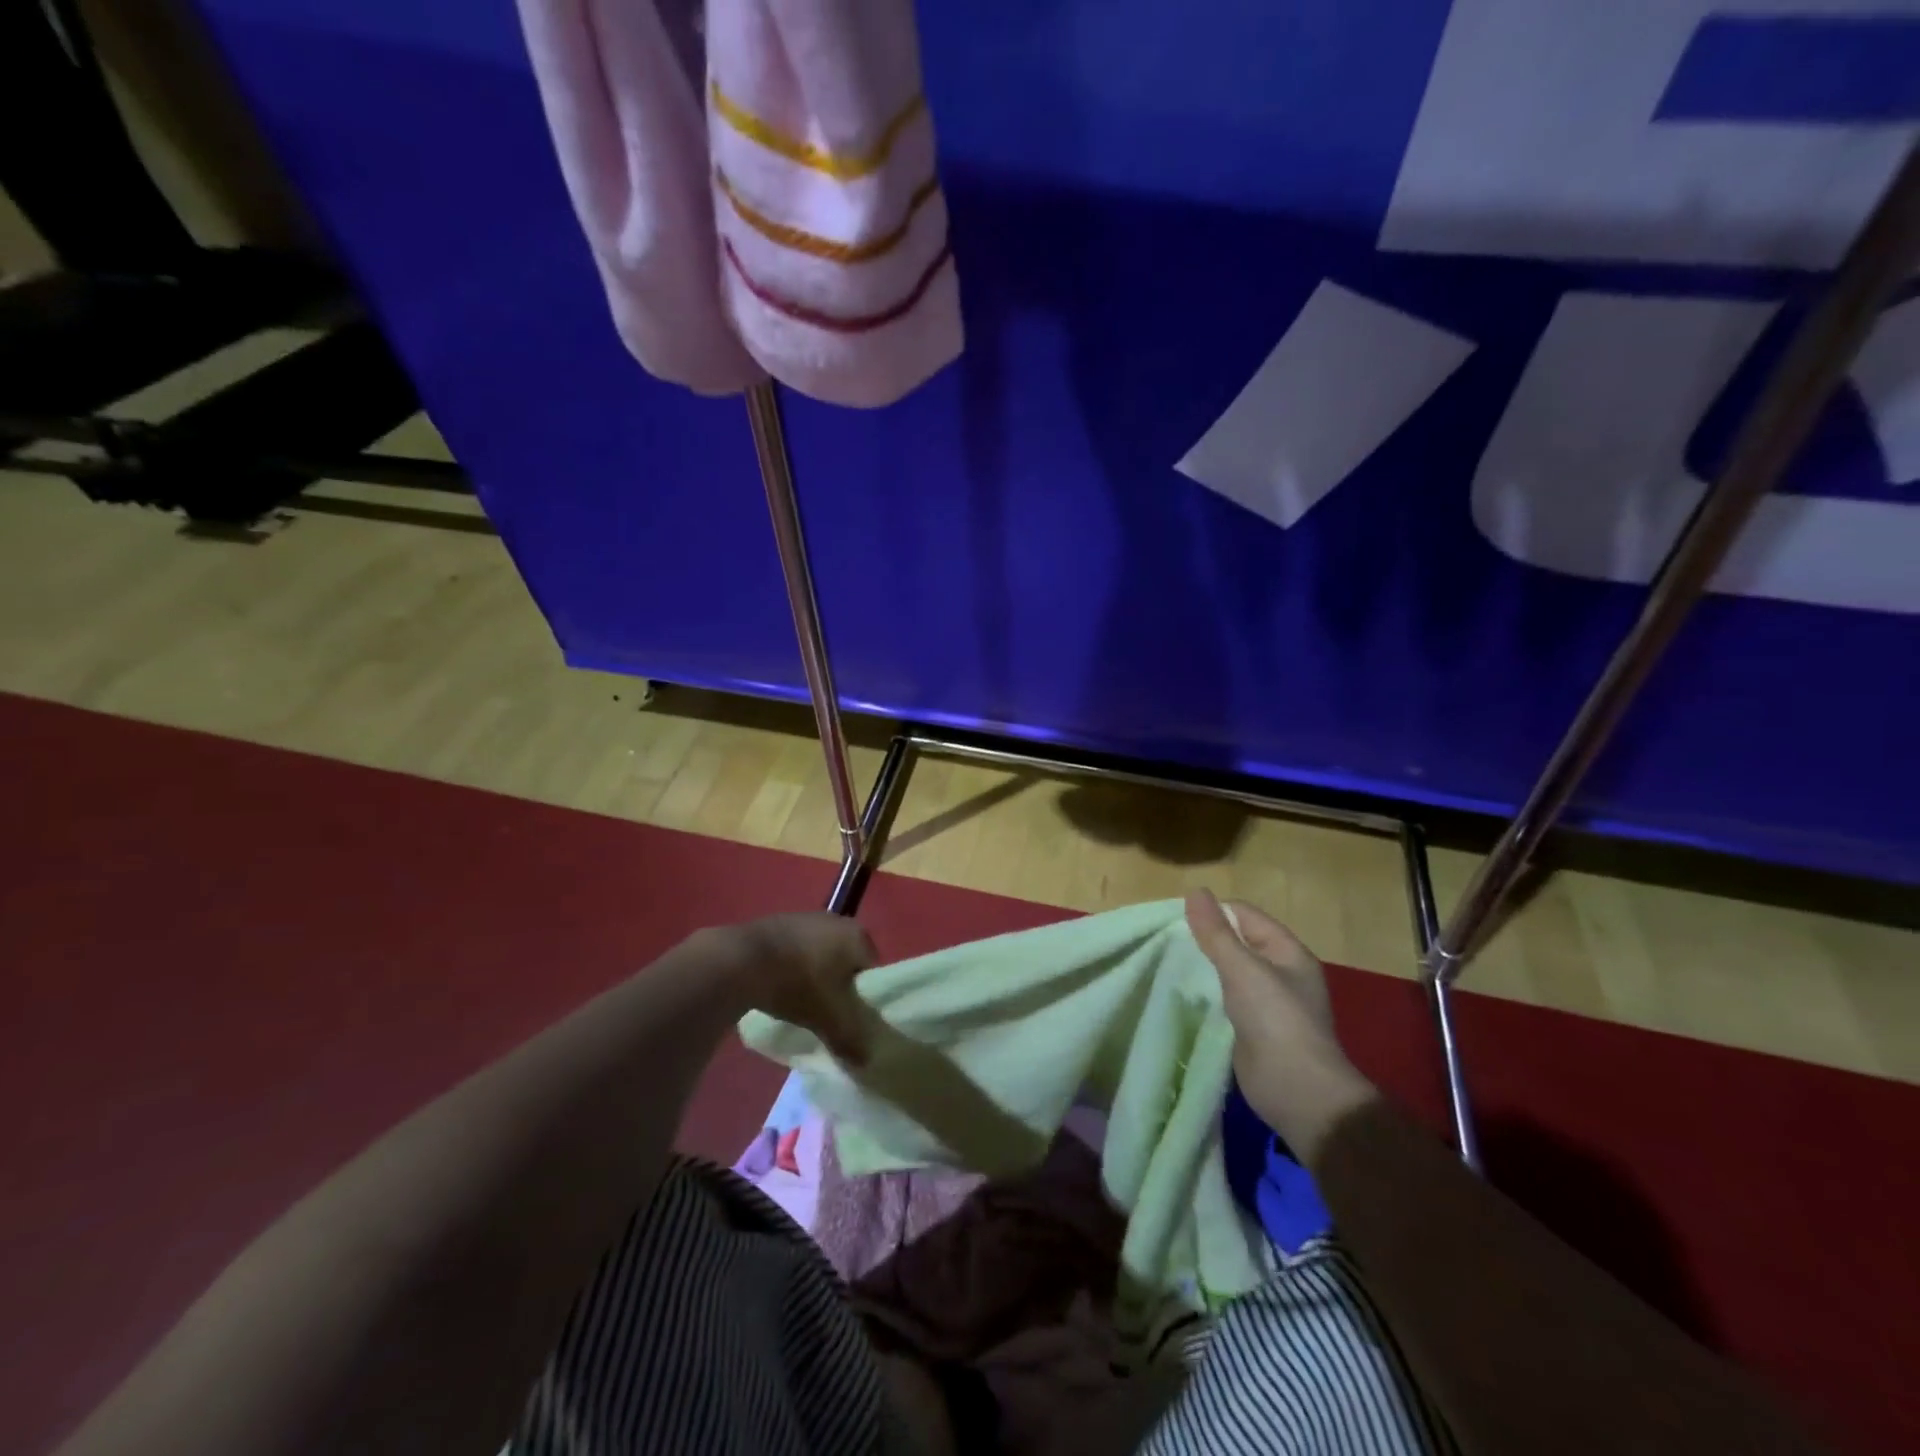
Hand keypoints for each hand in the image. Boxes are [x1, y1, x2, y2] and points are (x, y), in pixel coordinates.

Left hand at [733, 912, 878, 1065]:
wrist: (742, 960)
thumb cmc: (799, 984)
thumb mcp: (831, 1019)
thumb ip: (852, 1041)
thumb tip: (865, 1062)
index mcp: (857, 935)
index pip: (872, 971)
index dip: (864, 998)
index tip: (849, 1019)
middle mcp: (836, 920)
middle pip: (845, 963)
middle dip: (838, 987)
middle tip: (826, 1013)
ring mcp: (804, 918)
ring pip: (820, 956)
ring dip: (814, 977)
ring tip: (800, 1003)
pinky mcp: (777, 923)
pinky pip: (795, 952)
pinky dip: (792, 969)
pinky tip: (779, 988)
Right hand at [1186, 890, 1375, 1158]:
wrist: (1297, 1092)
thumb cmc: (1276, 1020)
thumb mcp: (1243, 969)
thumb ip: (1216, 932)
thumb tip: (1195, 891)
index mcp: (1287, 952)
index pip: (1245, 915)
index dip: (1213, 912)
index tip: (1175, 918)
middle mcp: (1279, 973)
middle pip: (1236, 942)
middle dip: (1204, 939)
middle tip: (1166, 941)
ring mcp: (1266, 1003)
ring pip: (1227, 972)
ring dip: (1202, 968)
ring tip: (1167, 963)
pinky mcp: (1251, 1028)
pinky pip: (1223, 999)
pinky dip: (1204, 994)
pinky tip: (1180, 994)